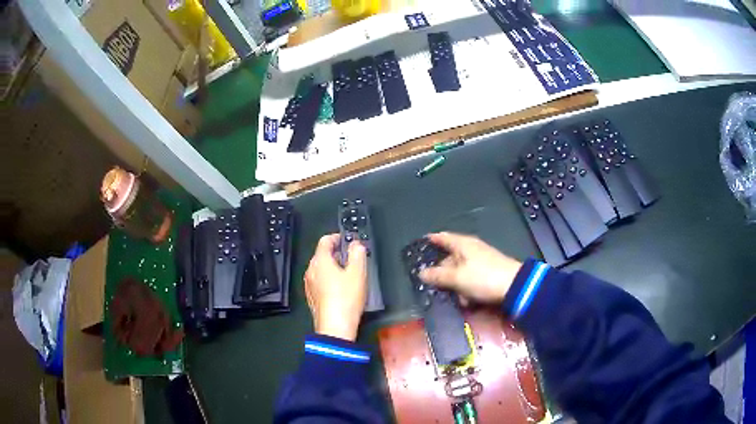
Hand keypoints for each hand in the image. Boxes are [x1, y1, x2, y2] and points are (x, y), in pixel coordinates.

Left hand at [304, 234, 367, 340]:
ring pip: (320, 269)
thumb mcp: (358, 272)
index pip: (325, 240)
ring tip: (349, 275)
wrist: (335, 327)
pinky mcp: (312, 297)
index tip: (348, 240)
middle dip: (337, 253)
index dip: (337, 237)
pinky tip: (341, 290)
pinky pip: (320, 282)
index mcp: (320, 261)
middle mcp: (311, 270)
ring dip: (333, 267)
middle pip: (322, 254)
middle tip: (352, 258)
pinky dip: (329, 280)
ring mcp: (309, 285)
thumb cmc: (346, 299)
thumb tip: (356, 244)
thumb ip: (358, 253)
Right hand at [419, 232, 521, 304]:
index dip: (431, 240)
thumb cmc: (483, 278)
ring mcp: (481, 261)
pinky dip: (467, 289)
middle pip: (450, 258)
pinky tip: (468, 301)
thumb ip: (438, 275)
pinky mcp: (488, 273)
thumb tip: (421, 273)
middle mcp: (471, 249)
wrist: (515, 287)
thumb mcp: (457, 278)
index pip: (442, 237)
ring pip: (460, 272)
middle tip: (433, 285)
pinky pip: (470, 279)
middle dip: (442, 273)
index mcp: (463, 244)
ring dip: (455, 285)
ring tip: (456, 298)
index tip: (420, 245)